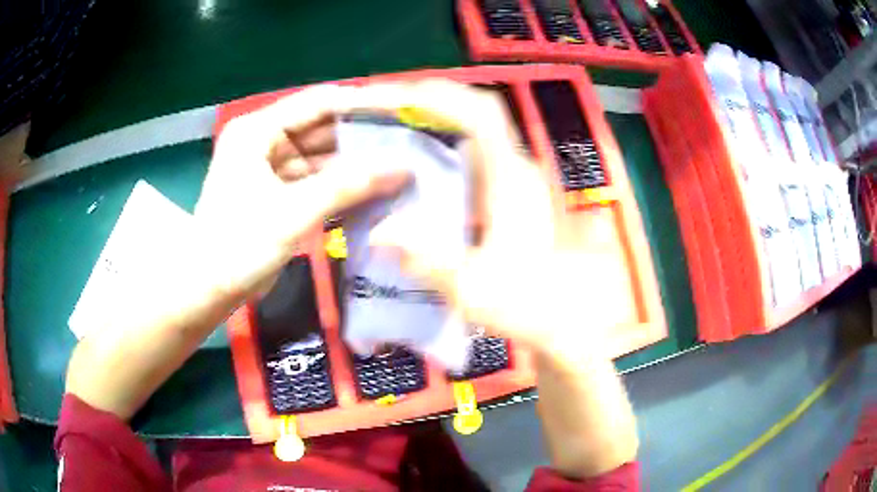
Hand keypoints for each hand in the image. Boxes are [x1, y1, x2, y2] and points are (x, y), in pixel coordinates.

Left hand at [195, 84, 410, 297]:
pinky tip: (373, 190)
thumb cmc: (239, 245)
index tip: (402, 113)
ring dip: (354, 164)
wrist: (208, 290)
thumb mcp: (294, 212)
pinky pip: (315, 180)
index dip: (361, 105)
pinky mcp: (277, 192)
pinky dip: (340, 186)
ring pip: (321, 156)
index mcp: (258, 130)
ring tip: (400, 167)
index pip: (318, 103)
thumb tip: (403, 168)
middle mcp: (264, 140)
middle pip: (321, 128)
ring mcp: (270, 166)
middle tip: (408, 144)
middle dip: (362, 138)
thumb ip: (349, 185)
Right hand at [349, 80, 638, 478]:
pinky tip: (415, 164)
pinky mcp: (509, 194)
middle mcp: (517, 169)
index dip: (439, 97)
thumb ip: (430, 262)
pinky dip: (442, 146)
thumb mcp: (475, 290)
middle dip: (431, 101)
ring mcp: (515, 180)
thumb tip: (379, 234)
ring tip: (391, 127)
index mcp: (512, 181)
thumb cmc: (528, 307)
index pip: (480, 115)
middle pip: (477, 112)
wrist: (562, 322)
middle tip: (384, 109)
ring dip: (436, 121)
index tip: (394, 98)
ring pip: (475, 130)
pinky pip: (473, 154)